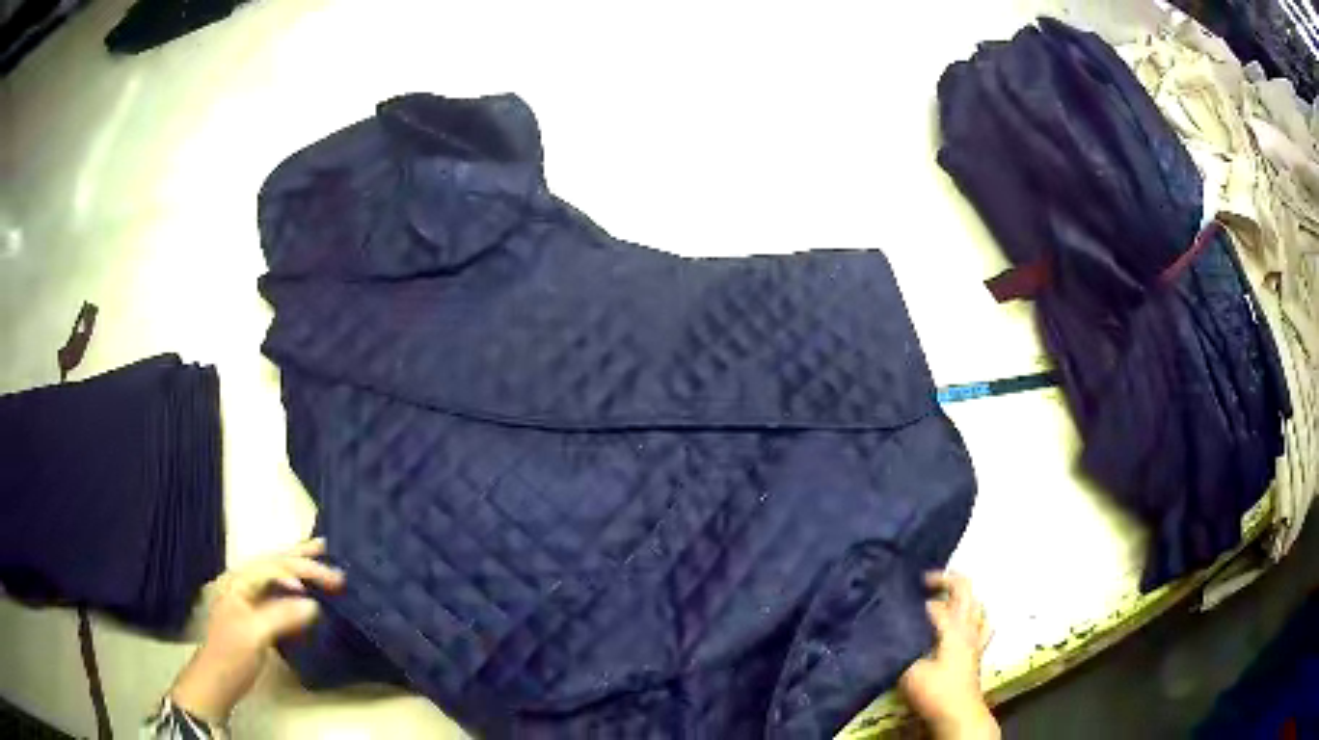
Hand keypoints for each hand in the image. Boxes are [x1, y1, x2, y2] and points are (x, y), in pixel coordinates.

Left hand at [170, 538, 344, 724]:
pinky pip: (279, 591)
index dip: (298, 571)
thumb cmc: (232, 655)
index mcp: (239, 582)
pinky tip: (304, 585)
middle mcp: (243, 583)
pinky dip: (295, 584)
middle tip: (328, 551)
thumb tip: (314, 603)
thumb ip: (281, 616)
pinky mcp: (257, 614)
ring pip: (277, 574)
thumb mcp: (255, 635)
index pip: (272, 567)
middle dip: (301, 557)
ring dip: (298, 565)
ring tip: (319, 553)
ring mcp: (249, 599)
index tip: (325, 586)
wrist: (218, 680)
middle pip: (274, 563)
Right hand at [899, 572, 998, 738]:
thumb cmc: (935, 692)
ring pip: (976, 604)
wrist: (958, 714)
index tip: (895, 598)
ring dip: (961, 596)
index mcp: (953, 628)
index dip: (915, 600)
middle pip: (965, 591)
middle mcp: (968, 627)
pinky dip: (975, 615)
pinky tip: (967, 620)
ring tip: (944, 595)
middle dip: (945, 580)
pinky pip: (983, 624)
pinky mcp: (977, 651)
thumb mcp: (909, 672)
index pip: (934, 604)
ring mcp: (976, 638)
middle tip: (924, 580)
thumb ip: (900, 648)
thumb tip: (888, 630)